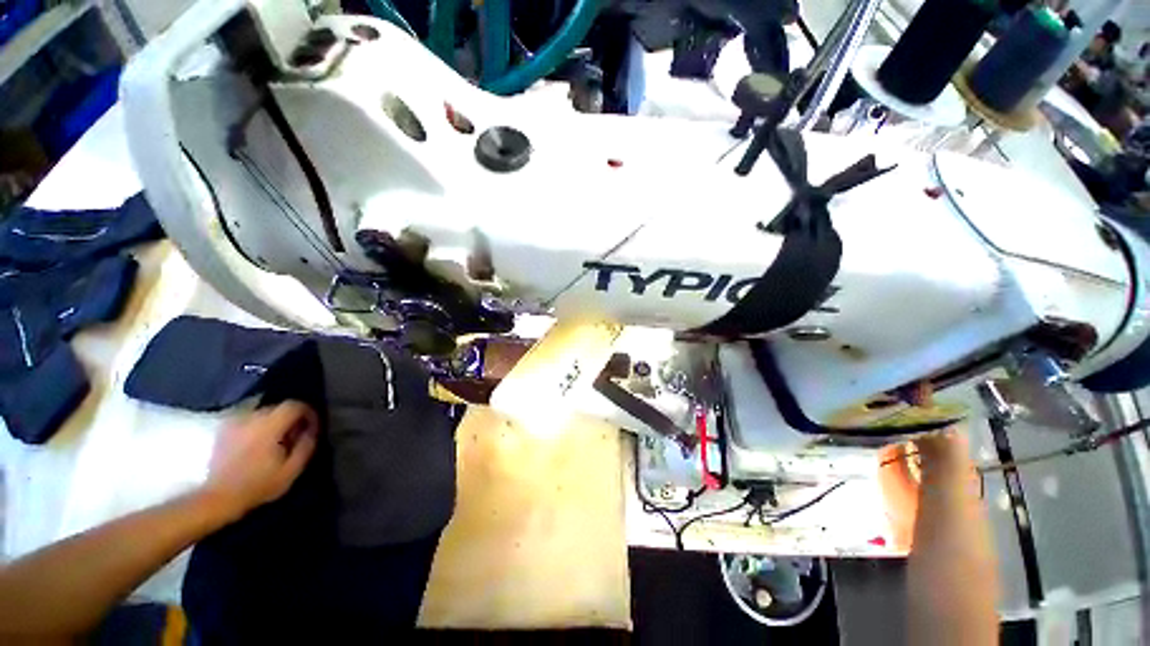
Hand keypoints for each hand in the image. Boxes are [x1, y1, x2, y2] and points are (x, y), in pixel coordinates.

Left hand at [201, 401, 318, 519]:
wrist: (218, 498)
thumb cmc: (258, 485)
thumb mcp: (291, 470)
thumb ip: (306, 446)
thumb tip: (311, 430)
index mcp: (268, 426)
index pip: (294, 405)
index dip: (308, 412)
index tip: (312, 427)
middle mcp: (250, 418)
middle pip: (278, 407)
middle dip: (291, 418)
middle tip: (296, 436)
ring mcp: (234, 423)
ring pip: (263, 412)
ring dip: (275, 422)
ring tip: (278, 440)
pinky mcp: (224, 430)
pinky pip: (249, 419)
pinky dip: (259, 426)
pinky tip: (260, 443)